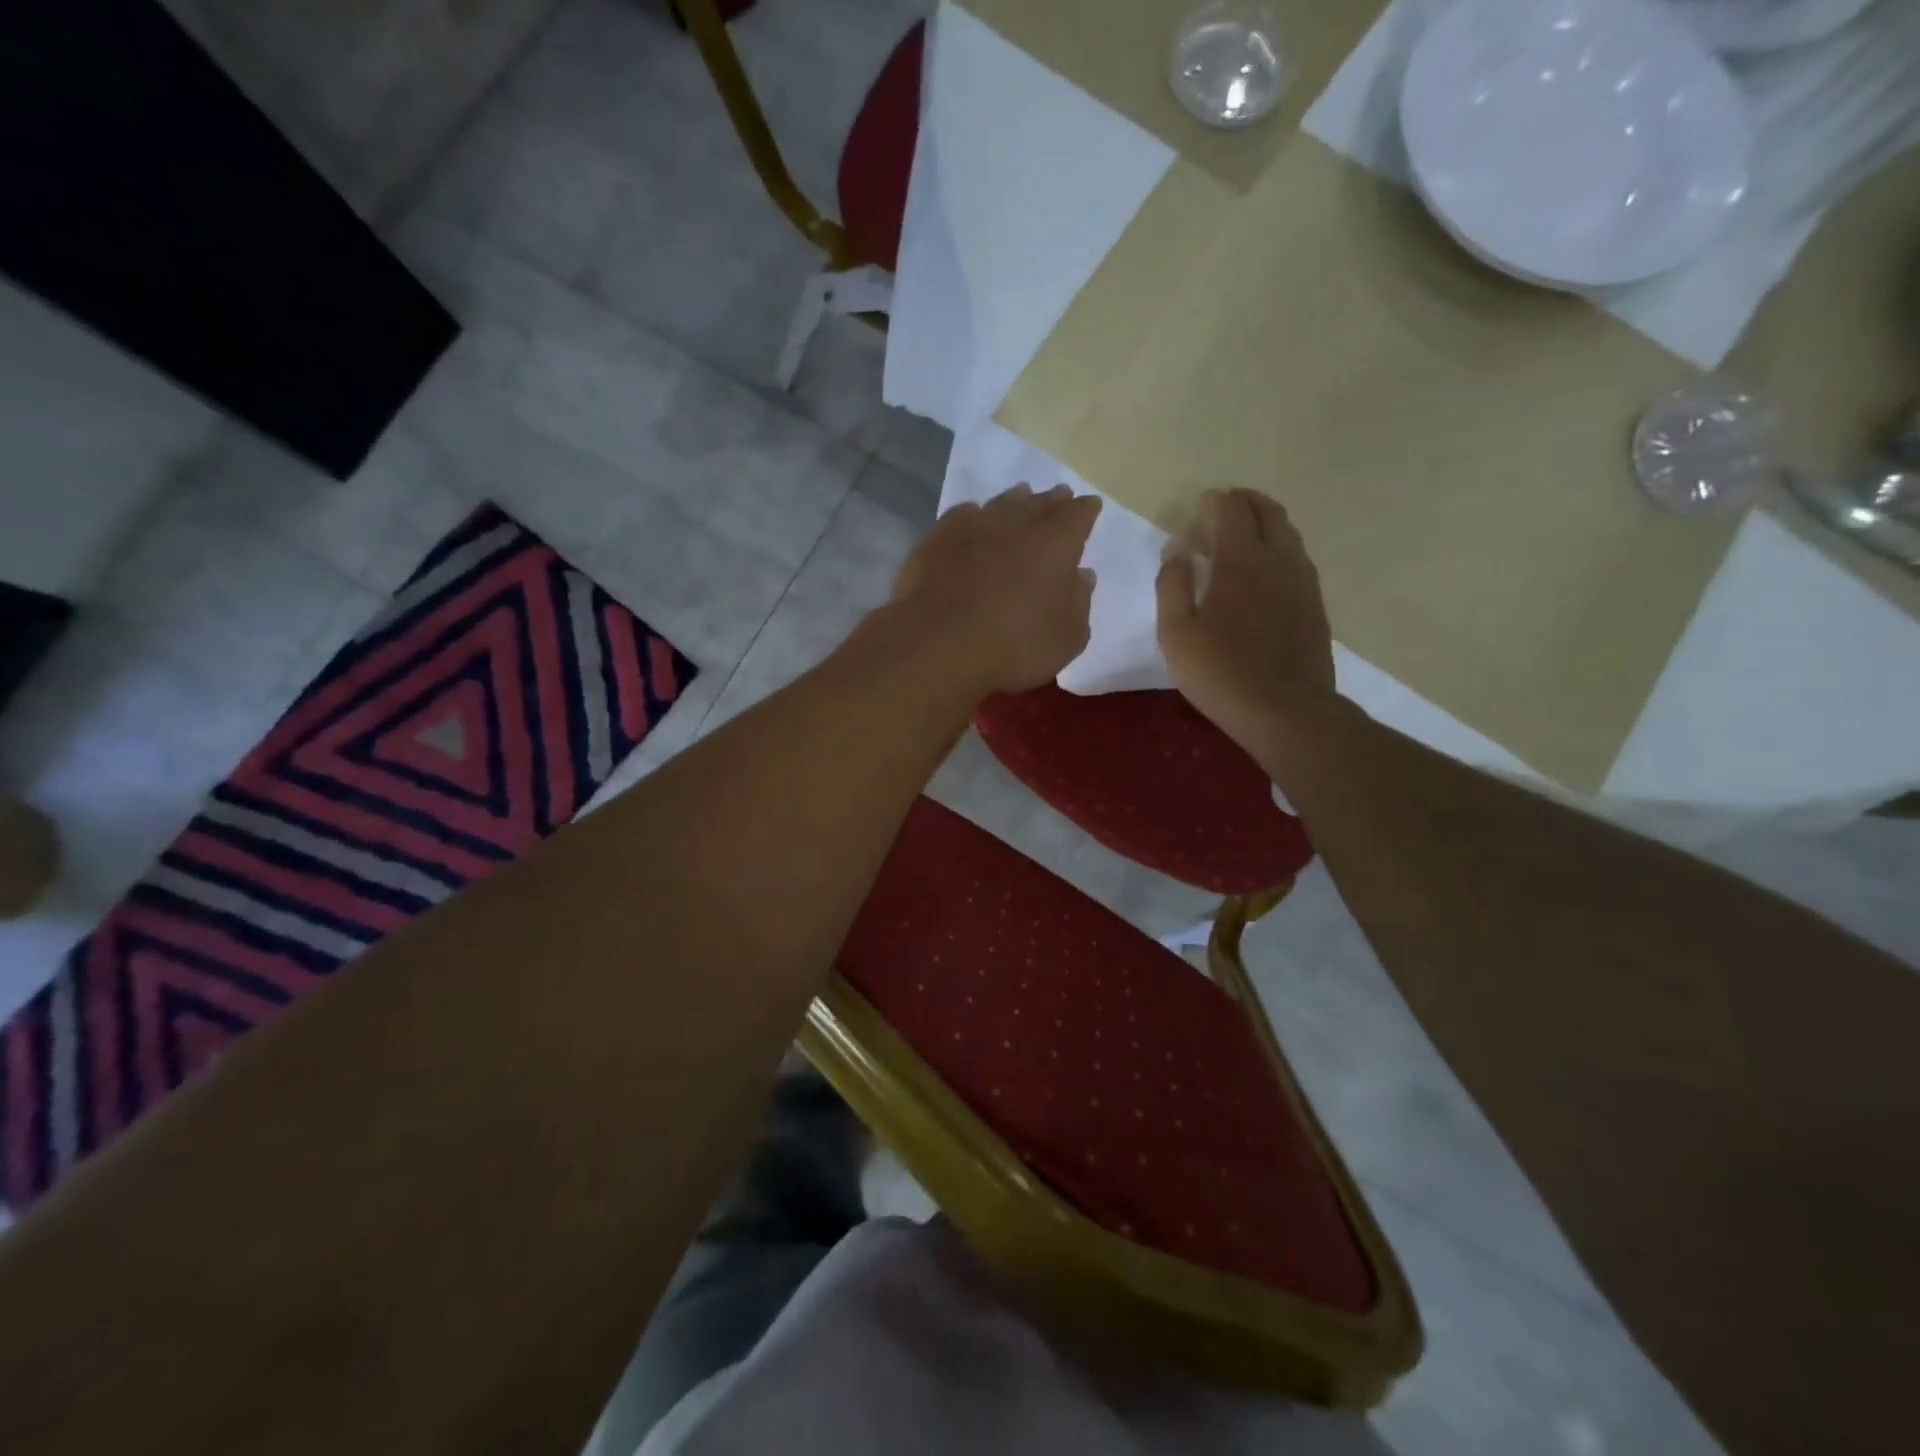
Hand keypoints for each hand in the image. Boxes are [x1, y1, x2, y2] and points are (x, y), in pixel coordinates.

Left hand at [890, 483, 1100, 694]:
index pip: (1078, 515)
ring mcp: (973, 527)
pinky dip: (973, 515)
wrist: (938, 645)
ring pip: (1001, 503)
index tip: (1089, 507)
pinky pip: (963, 516)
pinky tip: (973, 518)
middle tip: (1059, 496)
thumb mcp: (1066, 638)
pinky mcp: (937, 539)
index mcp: (1056, 543)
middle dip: (1052, 500)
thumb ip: (1079, 603)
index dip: (1085, 510)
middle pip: (1040, 503)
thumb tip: (1082, 576)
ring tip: (1021, 497)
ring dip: (1015, 500)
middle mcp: (1016, 524)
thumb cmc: (1015, 646)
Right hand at [1156, 487, 1336, 754]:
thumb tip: (1177, 549)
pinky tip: (1269, 570)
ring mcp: (1303, 583)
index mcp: (1240, 562)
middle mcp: (1278, 561)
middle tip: (1226, 505)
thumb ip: (1172, 585)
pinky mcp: (1315, 606)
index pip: (1232, 511)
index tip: (1200, 505)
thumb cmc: (1219, 672)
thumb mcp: (1176, 633)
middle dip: (1246, 501)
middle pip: (1269, 513)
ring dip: (1267, 522)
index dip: (1215, 502)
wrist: (1285, 711)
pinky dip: (1281, 549)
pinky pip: (1299, 560)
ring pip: (1290, 534)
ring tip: (1247, 531)